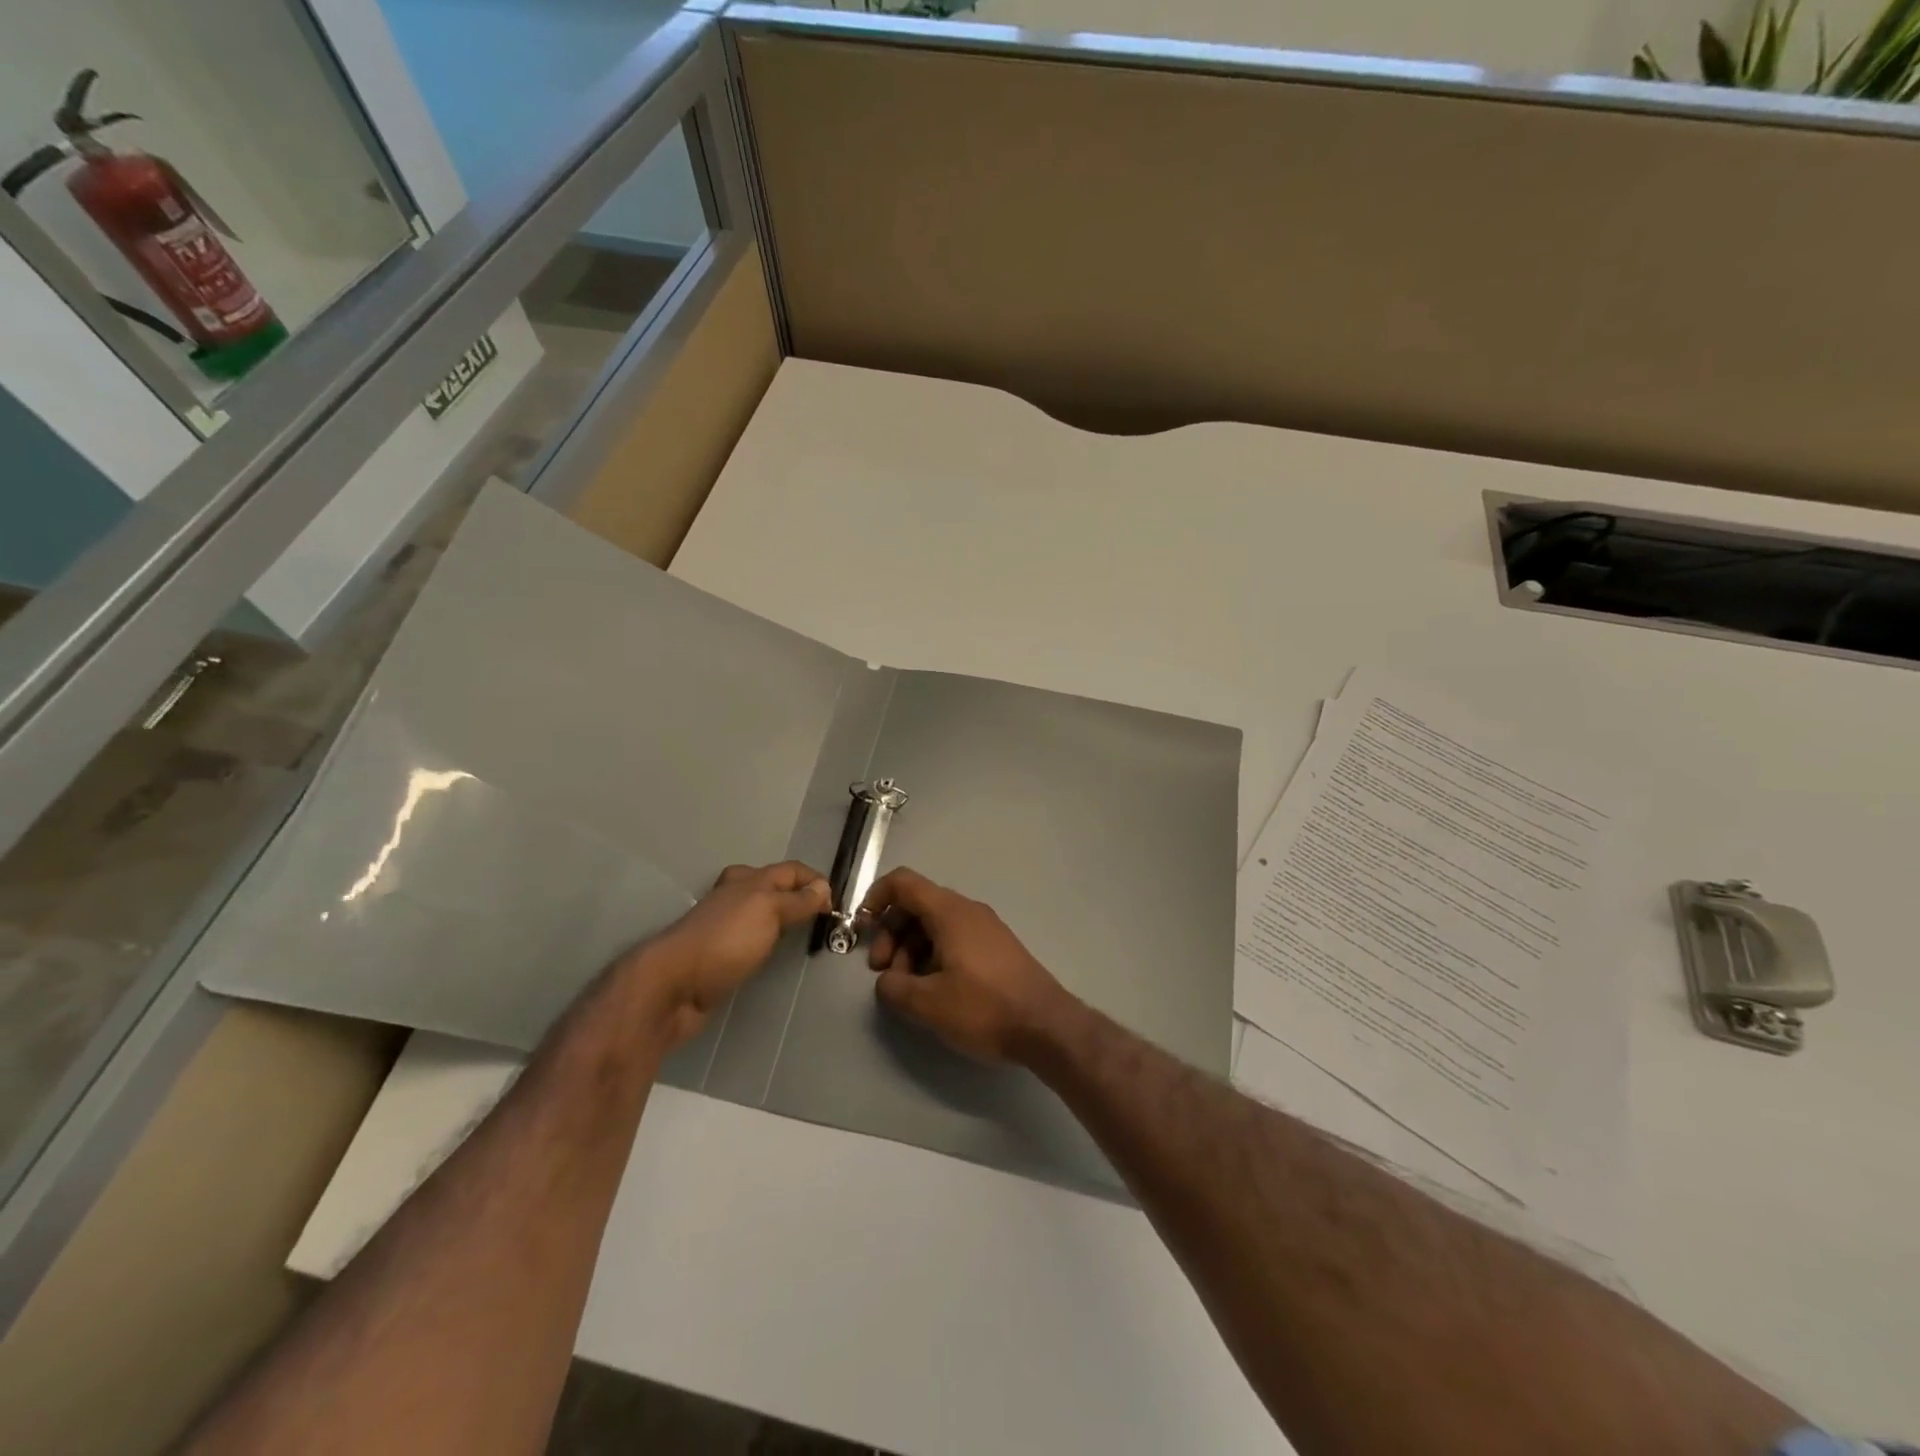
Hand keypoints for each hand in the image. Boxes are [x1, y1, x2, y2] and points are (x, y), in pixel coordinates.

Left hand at [639, 861, 829, 1047]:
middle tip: (820, 916)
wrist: (673, 985)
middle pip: (774, 887)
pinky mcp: (718, 953)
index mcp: (748, 880)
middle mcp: (736, 896)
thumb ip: (798, 900)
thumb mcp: (769, 911)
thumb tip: (823, 887)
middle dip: (798, 895)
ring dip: (782, 918)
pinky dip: (768, 940)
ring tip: (803, 934)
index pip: (791, 870)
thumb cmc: (726, 940)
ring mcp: (725, 925)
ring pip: (762, 912)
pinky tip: (773, 953)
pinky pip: (751, 937)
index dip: (815, 881)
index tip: (835, 905)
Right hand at [860, 867, 1073, 1063]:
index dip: (875, 898)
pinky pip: (954, 939)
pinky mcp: (996, 948)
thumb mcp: (928, 1004)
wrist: (1047, 1026)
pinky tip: (935, 991)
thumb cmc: (985, 1008)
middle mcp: (968, 910)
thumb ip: (894, 987)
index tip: (862, 929)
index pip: (903, 882)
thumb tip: (886, 981)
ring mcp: (985, 928)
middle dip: (891, 935)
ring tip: (909, 990)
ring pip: (935, 925)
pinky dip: (934, 956)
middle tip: (883, 974)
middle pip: (917, 906)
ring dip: (911, 950)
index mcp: (950, 912)